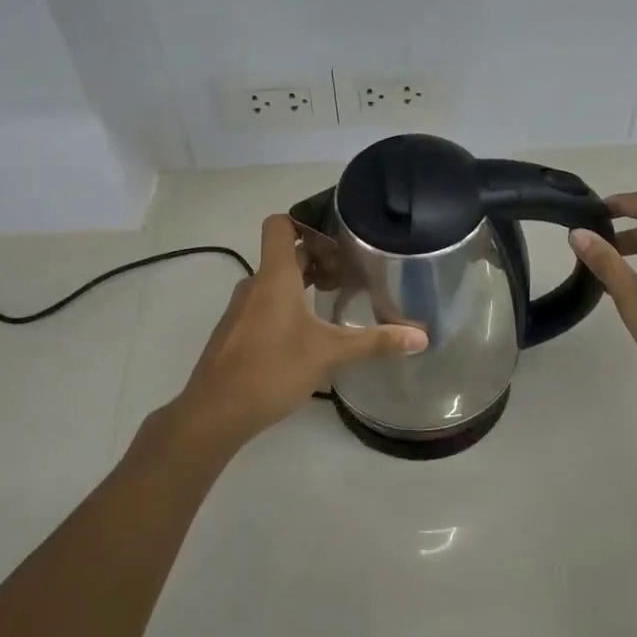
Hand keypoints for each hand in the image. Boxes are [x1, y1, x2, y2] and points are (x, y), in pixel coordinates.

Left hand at [162, 214, 426, 454]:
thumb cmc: (272, 370)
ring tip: (332, 304)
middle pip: (285, 255)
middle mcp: (254, 285)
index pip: (280, 225)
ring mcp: (240, 310)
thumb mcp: (330, 354)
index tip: (336, 242)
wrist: (214, 412)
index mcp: (275, 277)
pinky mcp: (234, 333)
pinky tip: (305, 337)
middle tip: (348, 275)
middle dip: (316, 259)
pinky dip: (285, 308)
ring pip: (273, 283)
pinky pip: (263, 305)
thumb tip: (422, 337)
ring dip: (301, 285)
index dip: (306, 224)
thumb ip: (375, 342)